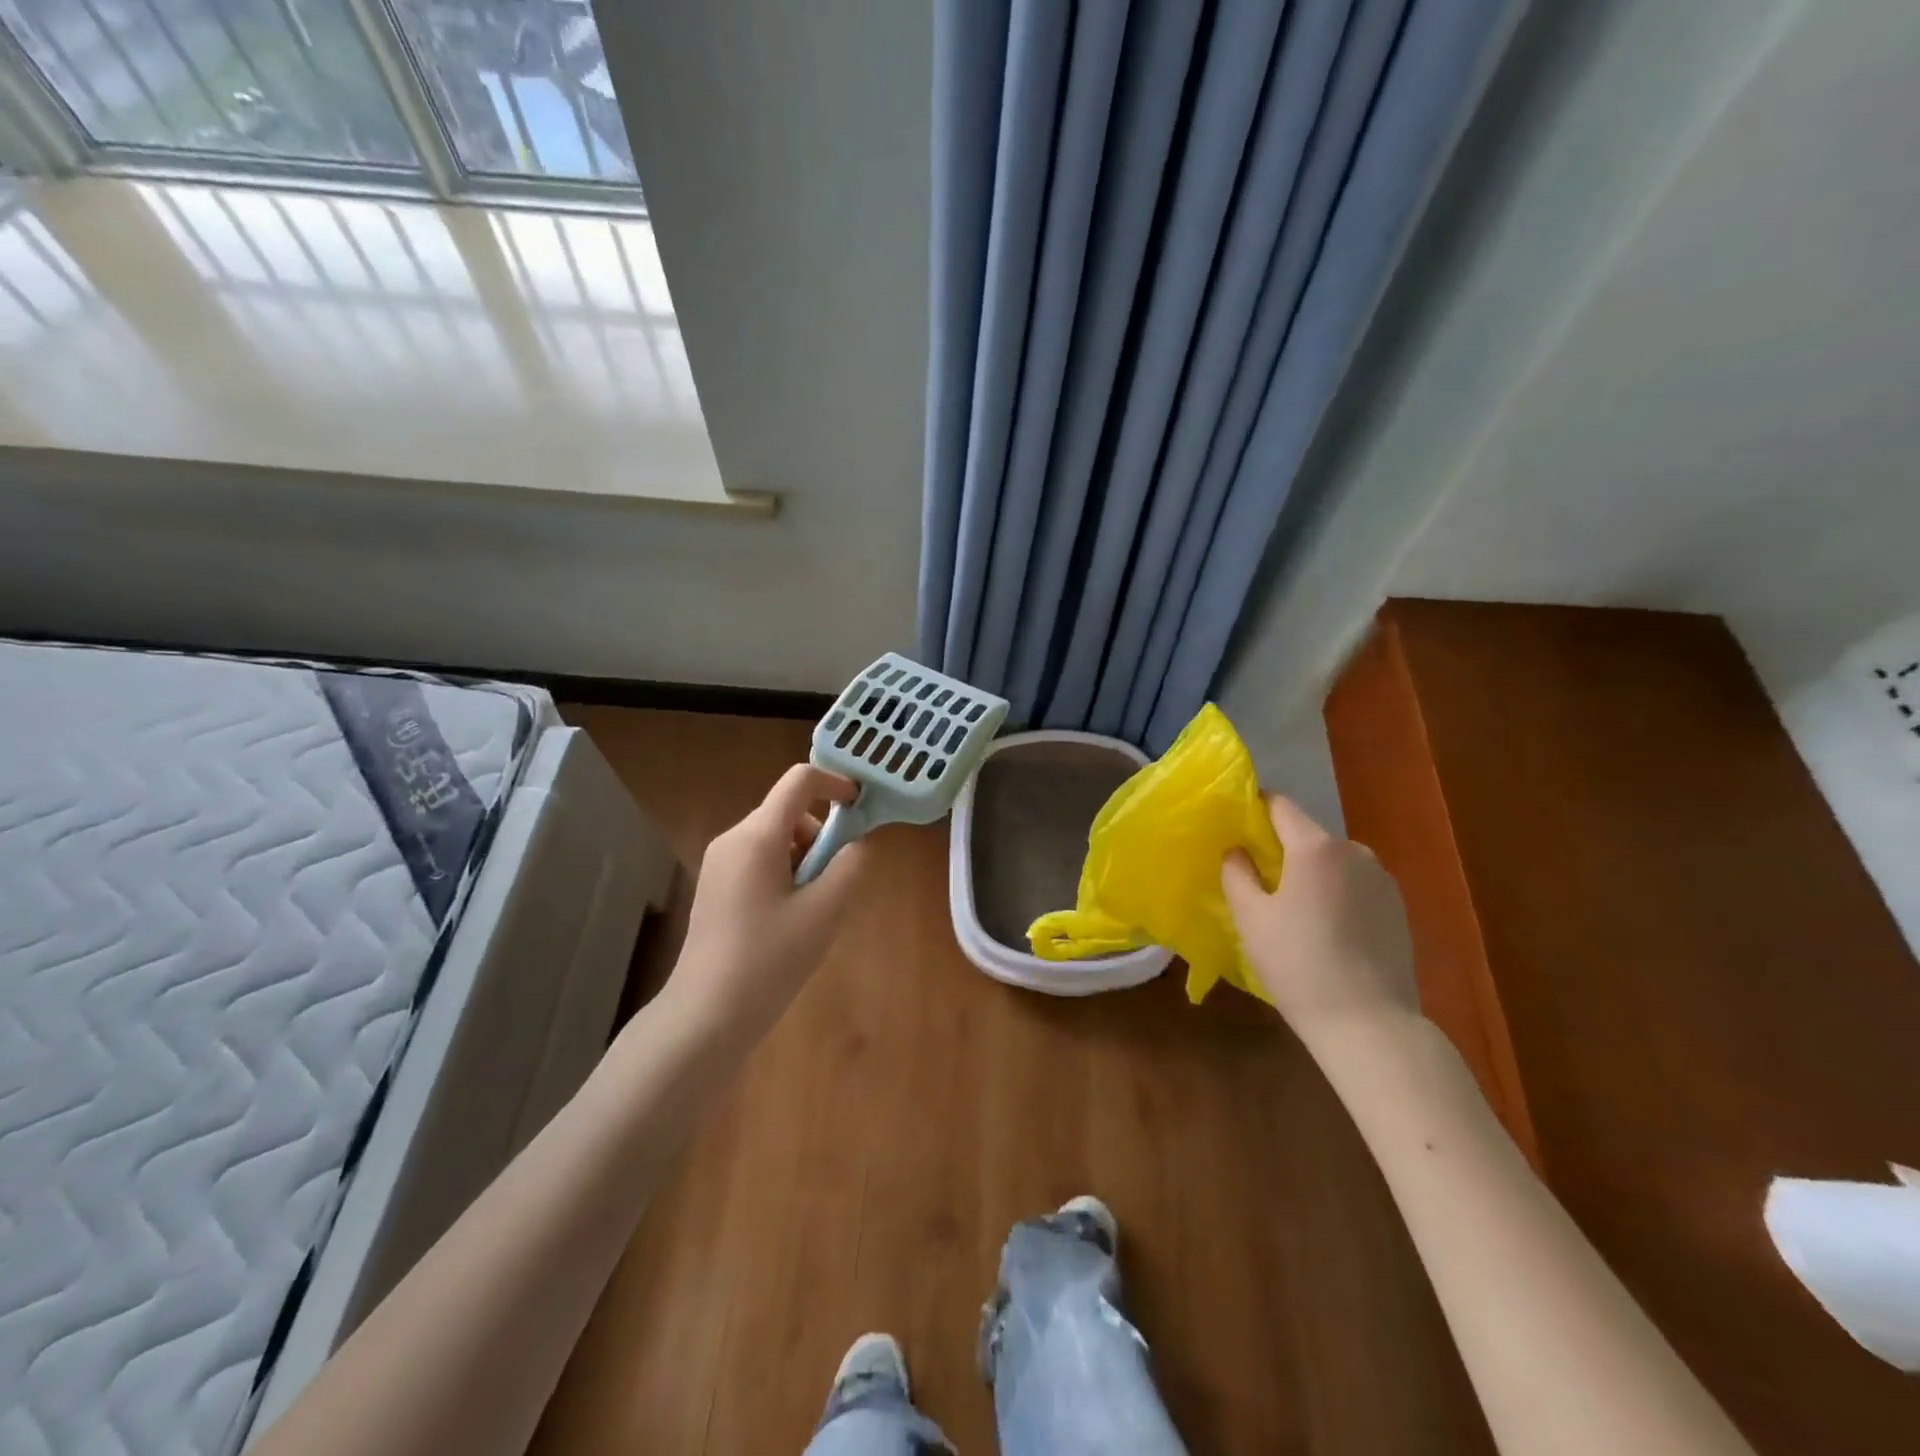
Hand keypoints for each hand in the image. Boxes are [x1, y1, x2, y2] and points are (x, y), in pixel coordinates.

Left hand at [668, 764, 869, 1039]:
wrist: (706, 1015)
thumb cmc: (770, 959)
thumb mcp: (825, 911)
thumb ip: (850, 866)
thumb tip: (856, 844)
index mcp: (757, 836)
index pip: (799, 781)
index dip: (835, 783)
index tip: (861, 808)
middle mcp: (733, 839)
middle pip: (788, 813)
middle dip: (821, 837)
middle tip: (834, 884)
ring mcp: (719, 864)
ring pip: (776, 840)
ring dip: (805, 860)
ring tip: (812, 910)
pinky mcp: (715, 887)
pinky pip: (759, 861)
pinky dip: (785, 875)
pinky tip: (788, 921)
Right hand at [1222, 795, 1419, 1044]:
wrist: (1369, 1024)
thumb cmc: (1298, 964)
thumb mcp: (1250, 918)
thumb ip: (1237, 873)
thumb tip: (1237, 850)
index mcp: (1316, 847)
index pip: (1280, 804)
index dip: (1254, 809)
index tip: (1234, 830)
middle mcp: (1354, 851)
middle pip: (1307, 834)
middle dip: (1280, 848)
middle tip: (1257, 880)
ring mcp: (1382, 879)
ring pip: (1332, 861)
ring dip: (1310, 873)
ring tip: (1293, 912)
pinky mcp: (1398, 907)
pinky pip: (1354, 885)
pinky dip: (1335, 894)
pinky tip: (1326, 931)